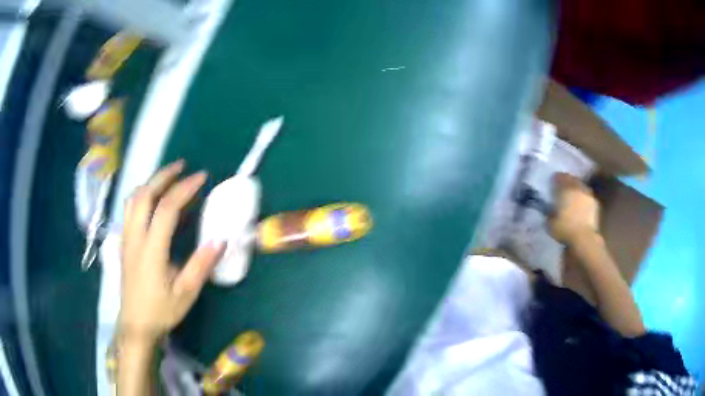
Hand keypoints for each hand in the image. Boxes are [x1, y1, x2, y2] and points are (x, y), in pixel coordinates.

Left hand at [120, 160, 224, 346]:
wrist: (136, 324)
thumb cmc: (161, 311)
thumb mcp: (186, 293)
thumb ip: (201, 266)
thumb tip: (220, 239)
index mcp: (151, 250)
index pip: (165, 209)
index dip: (183, 189)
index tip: (201, 178)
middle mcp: (135, 238)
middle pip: (144, 195)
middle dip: (163, 176)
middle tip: (182, 166)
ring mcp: (126, 238)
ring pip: (133, 200)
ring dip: (150, 183)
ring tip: (167, 178)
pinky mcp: (124, 242)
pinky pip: (129, 209)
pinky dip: (142, 195)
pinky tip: (152, 199)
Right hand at [548, 173, 599, 244]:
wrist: (584, 239)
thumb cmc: (565, 228)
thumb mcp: (550, 222)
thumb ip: (550, 212)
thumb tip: (550, 209)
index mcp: (566, 188)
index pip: (560, 177)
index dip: (555, 178)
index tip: (552, 182)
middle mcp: (578, 187)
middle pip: (572, 180)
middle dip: (568, 182)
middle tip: (562, 187)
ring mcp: (588, 195)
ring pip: (581, 188)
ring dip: (577, 191)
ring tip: (572, 197)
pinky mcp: (596, 205)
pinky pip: (587, 198)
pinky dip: (583, 200)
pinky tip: (580, 206)